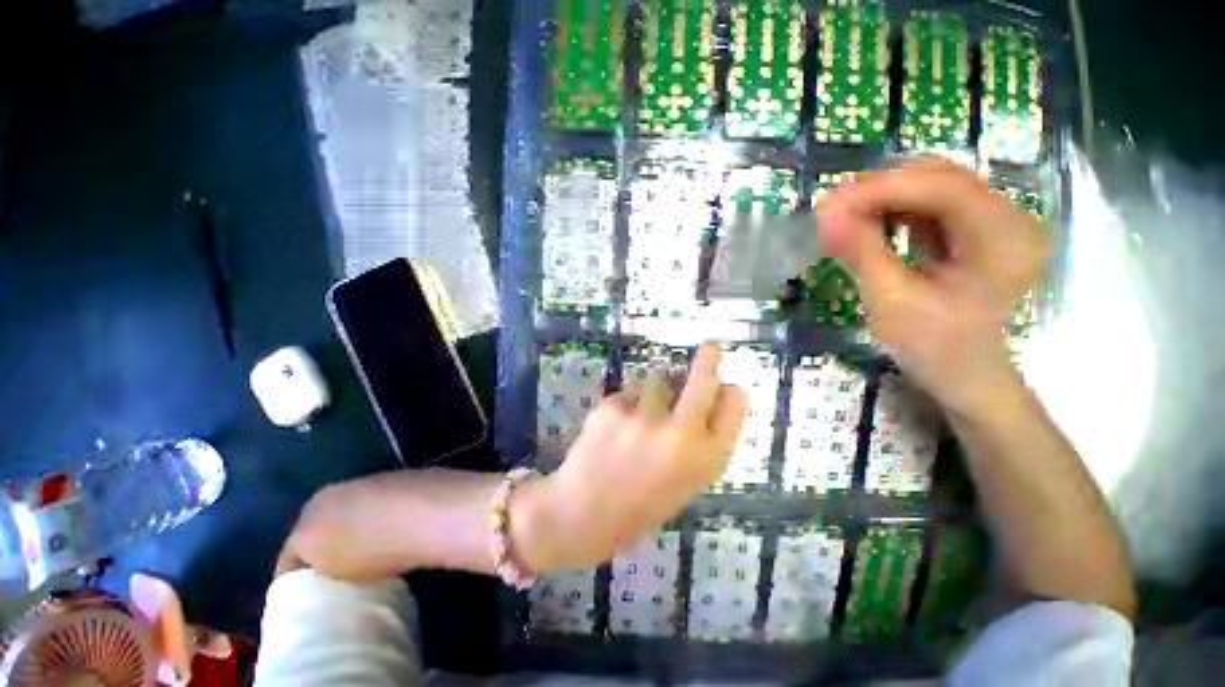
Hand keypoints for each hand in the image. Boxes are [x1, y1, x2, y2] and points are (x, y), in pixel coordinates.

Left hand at [516, 345, 747, 571]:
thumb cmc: (641, 503)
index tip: (729, 385)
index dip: (732, 393)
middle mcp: (680, 434)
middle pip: (703, 380)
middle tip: (711, 348)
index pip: (733, 408)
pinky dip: (629, 402)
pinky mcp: (614, 406)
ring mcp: (644, 417)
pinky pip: (630, 391)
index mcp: (705, 460)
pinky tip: (617, 426)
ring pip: (659, 379)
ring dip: (656, 389)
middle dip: (709, 360)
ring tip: (640, 417)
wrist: (583, 513)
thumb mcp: (687, 482)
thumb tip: (719, 395)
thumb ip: (704, 442)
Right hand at [817, 158, 1050, 418]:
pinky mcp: (975, 233)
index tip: (830, 202)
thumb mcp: (892, 302)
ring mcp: (993, 224)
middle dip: (881, 189)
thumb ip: (861, 252)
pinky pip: (931, 208)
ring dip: (884, 198)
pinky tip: (867, 224)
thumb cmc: (935, 348)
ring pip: (933, 188)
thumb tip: (825, 212)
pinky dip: (894, 212)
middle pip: (940, 179)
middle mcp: (1008, 218)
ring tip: (842, 217)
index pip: (943, 188)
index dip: (883, 188)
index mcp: (1004, 237)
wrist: (967, 378)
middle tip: (832, 208)